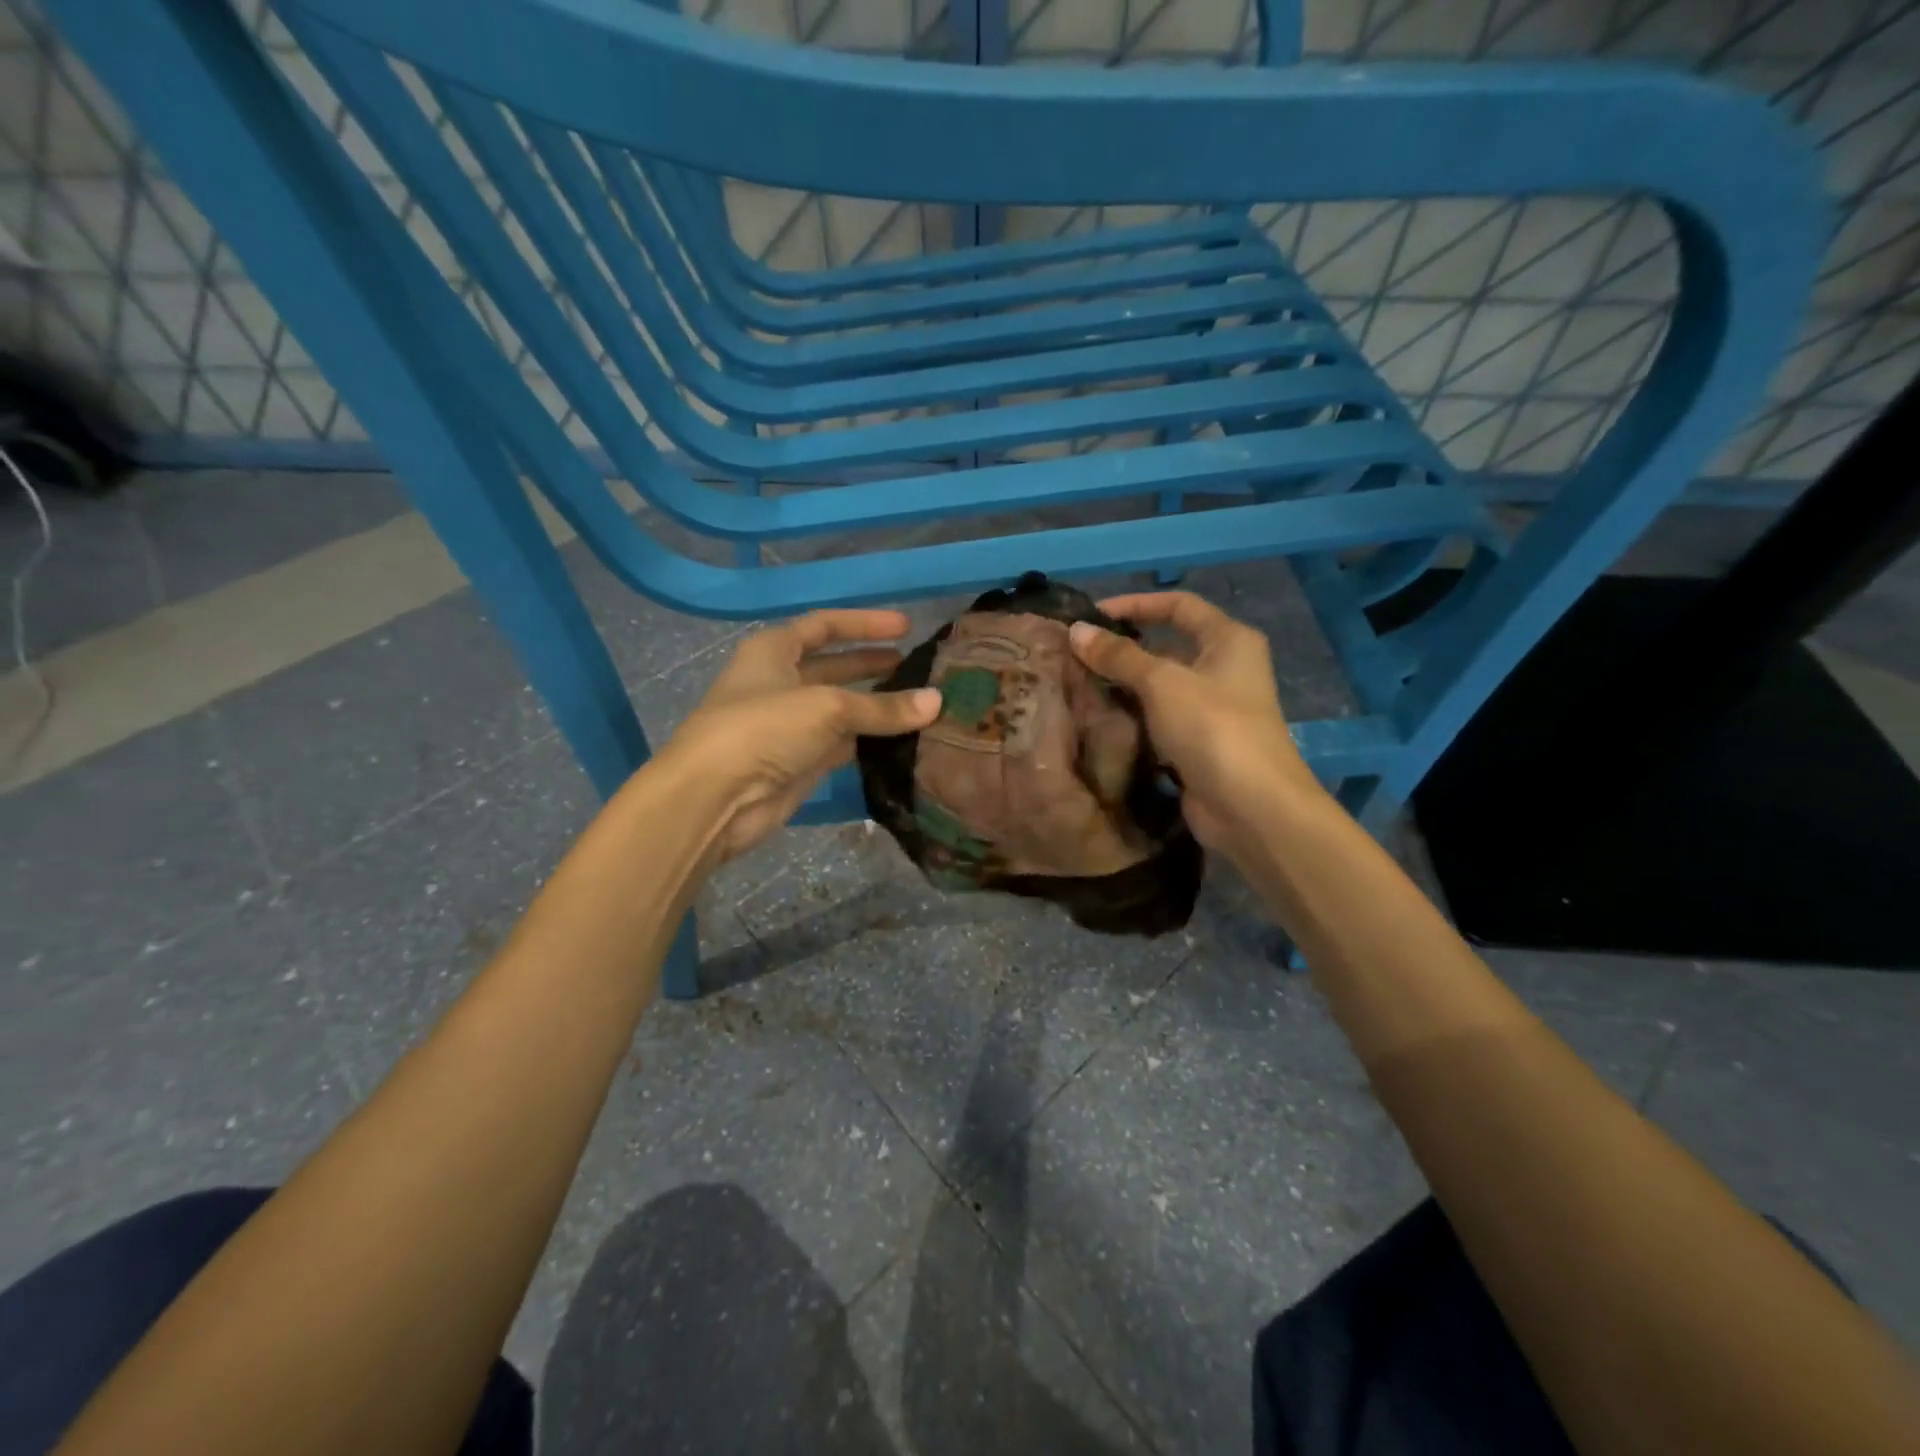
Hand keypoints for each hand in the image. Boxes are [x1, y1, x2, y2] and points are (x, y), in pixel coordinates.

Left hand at [663, 610, 940, 865]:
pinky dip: (870, 740)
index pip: (824, 625)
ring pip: (842, 709)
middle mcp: (780, 682)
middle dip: (872, 664)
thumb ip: (882, 706)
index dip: (864, 623)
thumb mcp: (827, 707)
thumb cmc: (763, 729)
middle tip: (916, 667)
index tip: (906, 626)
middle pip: (834, 666)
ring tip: (920, 703)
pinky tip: (903, 739)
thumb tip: (936, 701)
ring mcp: (790, 725)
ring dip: (876, 706)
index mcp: (774, 651)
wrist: (715, 798)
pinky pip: (843, 744)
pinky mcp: (800, 762)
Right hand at [1067, 592, 1321, 851]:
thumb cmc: (1213, 728)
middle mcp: (1224, 668)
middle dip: (1124, 649)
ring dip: (1124, 686)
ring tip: (1078, 685)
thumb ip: (1119, 655)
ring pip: (1160, 687)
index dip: (1136, 604)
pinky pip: (1158, 720)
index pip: (1178, 605)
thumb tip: (1076, 630)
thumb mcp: (1162, 682)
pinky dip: (1132, 718)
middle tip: (1077, 655)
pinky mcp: (1198, 744)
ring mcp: (1212, 709)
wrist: (1250, 807)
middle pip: (1168, 646)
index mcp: (1229, 640)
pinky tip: (1099, 720)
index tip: (1092, 615)